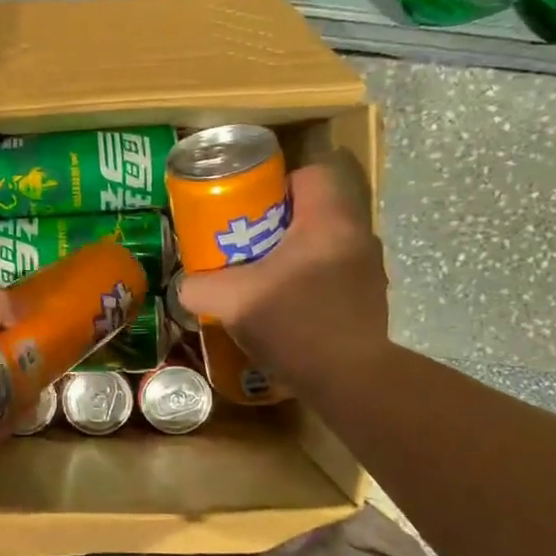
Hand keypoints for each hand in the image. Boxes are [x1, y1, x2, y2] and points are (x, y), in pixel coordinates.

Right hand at [177, 158, 389, 392]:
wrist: (349, 380)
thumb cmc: (294, 324)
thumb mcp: (231, 301)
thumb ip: (200, 286)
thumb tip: (185, 286)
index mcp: (329, 222)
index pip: (311, 175)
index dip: (277, 186)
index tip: (249, 211)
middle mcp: (357, 237)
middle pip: (314, 212)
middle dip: (278, 227)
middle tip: (246, 248)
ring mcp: (368, 272)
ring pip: (324, 247)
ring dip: (294, 258)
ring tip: (263, 281)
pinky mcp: (369, 302)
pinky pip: (334, 277)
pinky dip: (309, 285)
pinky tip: (286, 311)